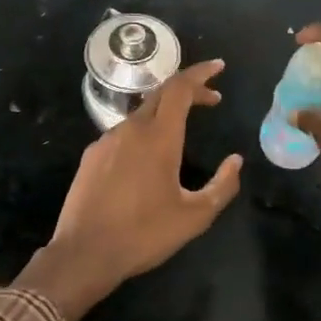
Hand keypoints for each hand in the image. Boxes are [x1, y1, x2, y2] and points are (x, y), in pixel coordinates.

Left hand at [15, 60, 243, 320]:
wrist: (85, 253)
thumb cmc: (144, 234)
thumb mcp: (195, 216)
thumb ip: (222, 186)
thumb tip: (236, 162)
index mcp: (159, 137)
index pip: (180, 88)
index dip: (200, 73)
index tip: (218, 68)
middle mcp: (131, 129)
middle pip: (160, 94)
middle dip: (188, 89)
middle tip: (211, 98)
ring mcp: (106, 141)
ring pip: (140, 114)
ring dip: (165, 112)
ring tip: (183, 128)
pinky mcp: (91, 156)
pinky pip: (122, 133)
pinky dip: (144, 131)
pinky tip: (149, 155)